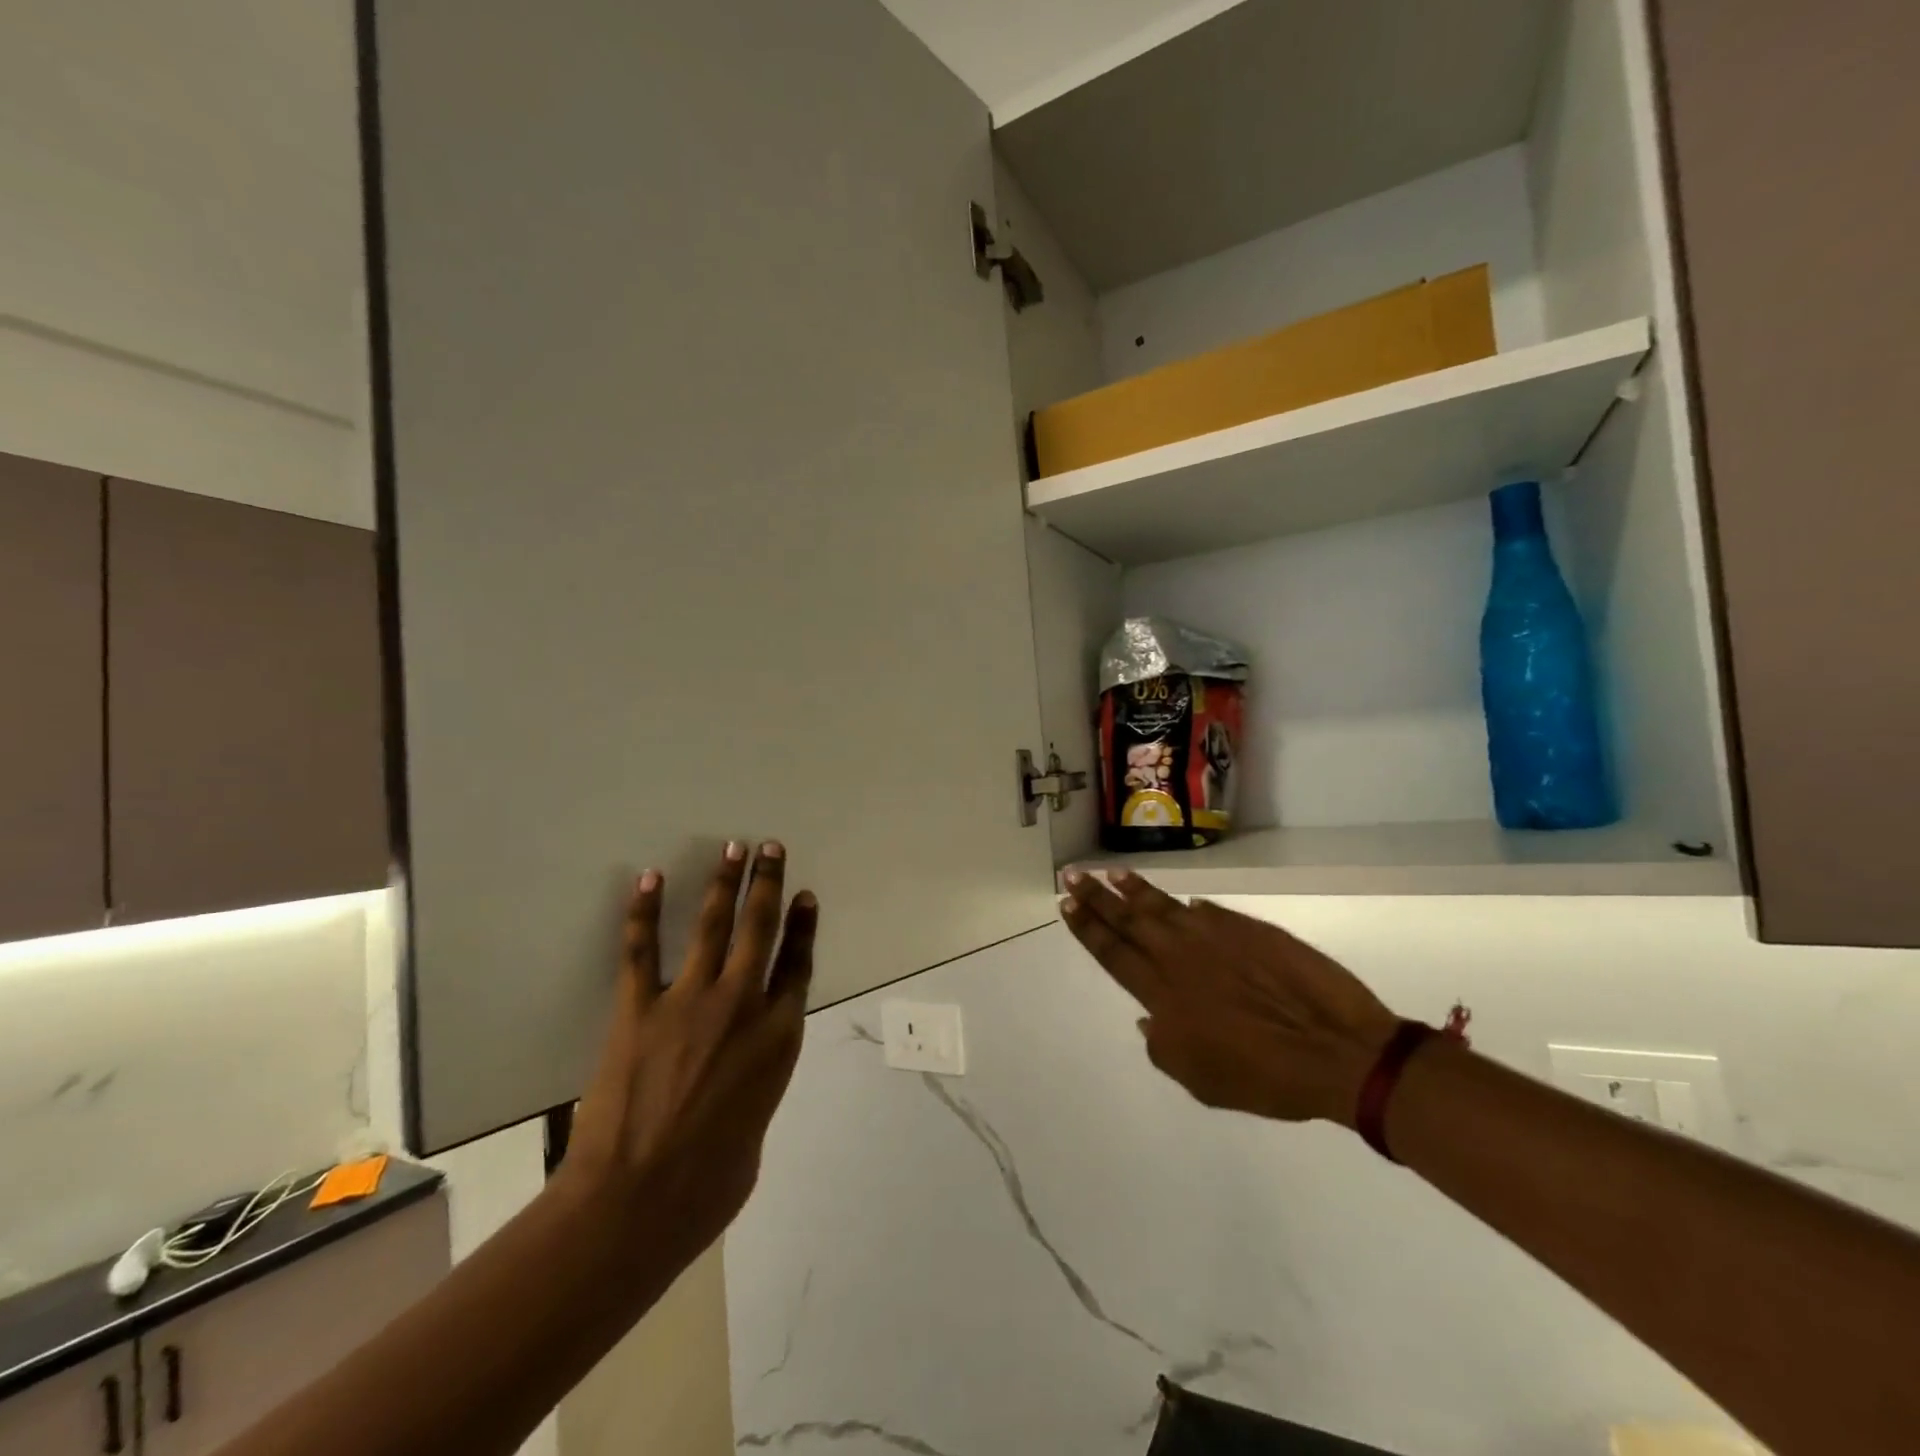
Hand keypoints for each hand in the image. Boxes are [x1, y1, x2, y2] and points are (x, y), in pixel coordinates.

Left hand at [555, 841, 817, 1271]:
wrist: (635, 1204)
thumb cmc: (707, 1186)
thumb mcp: (754, 1132)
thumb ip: (753, 1090)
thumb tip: (736, 1083)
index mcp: (778, 1038)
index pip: (797, 964)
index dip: (803, 926)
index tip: (805, 896)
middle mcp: (742, 1006)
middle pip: (761, 929)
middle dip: (768, 883)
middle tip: (770, 848)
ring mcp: (690, 1002)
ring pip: (713, 926)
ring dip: (724, 883)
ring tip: (732, 848)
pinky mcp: (638, 1010)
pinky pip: (642, 950)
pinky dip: (643, 913)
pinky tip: (648, 880)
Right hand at [1060, 870, 1396, 1126]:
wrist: (1335, 1049)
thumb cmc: (1264, 1077)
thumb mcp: (1201, 1080)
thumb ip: (1164, 1046)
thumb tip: (1148, 1018)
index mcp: (1162, 993)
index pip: (1111, 951)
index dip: (1087, 927)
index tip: (1067, 904)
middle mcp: (1179, 956)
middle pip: (1127, 919)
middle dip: (1096, 896)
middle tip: (1073, 874)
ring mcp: (1214, 936)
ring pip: (1162, 905)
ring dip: (1133, 889)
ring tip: (1112, 873)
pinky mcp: (1248, 928)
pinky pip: (1208, 912)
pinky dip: (1188, 906)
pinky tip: (1182, 902)